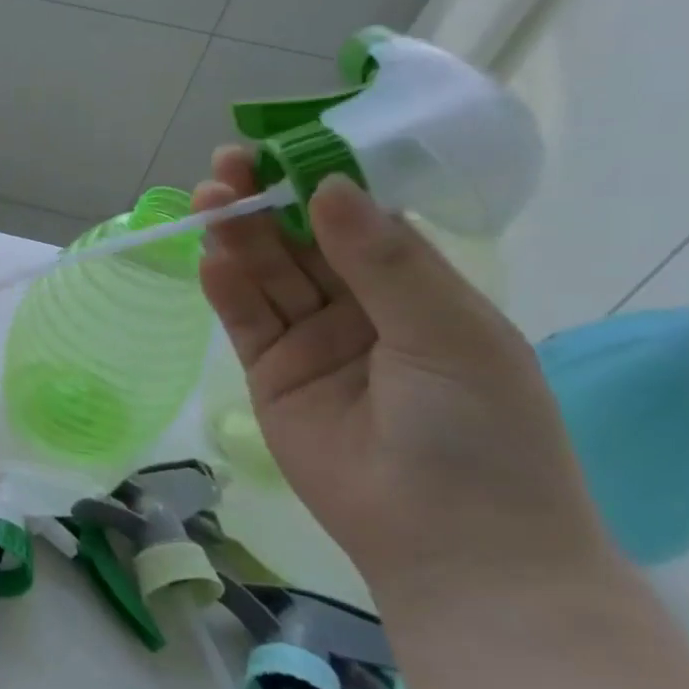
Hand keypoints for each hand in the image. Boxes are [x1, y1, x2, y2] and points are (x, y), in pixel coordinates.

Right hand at [195, 147, 616, 609]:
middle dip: (267, 202)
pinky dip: (226, 288)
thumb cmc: (479, 432)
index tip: (286, 146)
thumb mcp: (449, 335)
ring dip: (238, 237)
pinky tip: (211, 259)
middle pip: (303, 242)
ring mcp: (311, 341)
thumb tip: (329, 187)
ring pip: (268, 275)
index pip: (362, 221)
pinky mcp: (269, 372)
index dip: (323, 181)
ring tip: (209, 199)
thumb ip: (385, 262)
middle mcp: (361, 309)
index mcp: (420, 292)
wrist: (449, 543)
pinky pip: (245, 320)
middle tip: (228, 165)